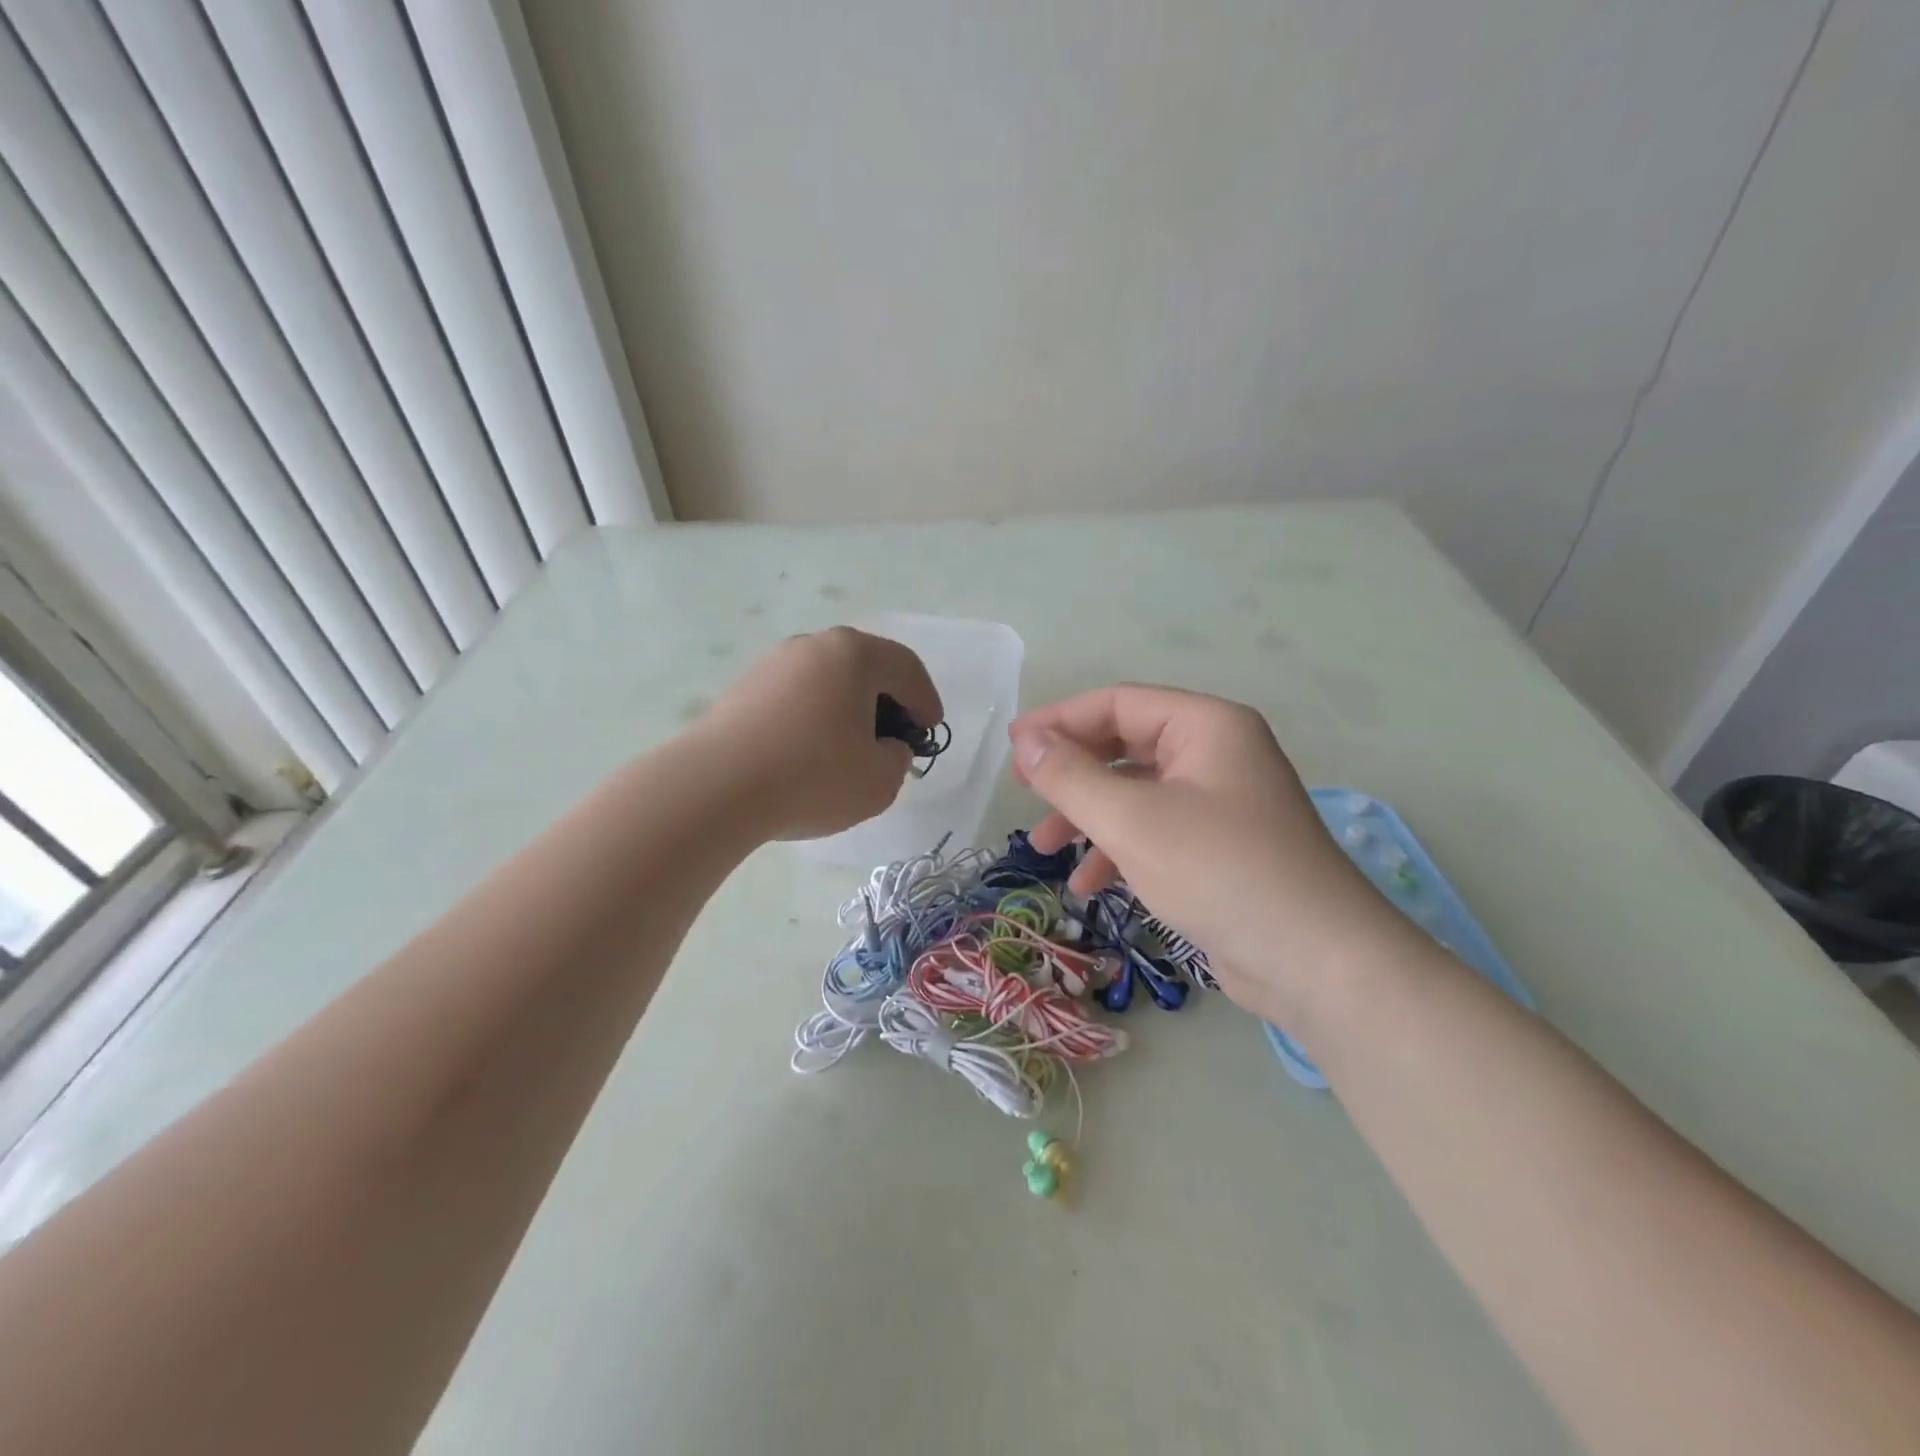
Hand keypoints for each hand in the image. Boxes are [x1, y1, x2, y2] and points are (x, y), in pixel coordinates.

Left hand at [699, 628, 942, 840]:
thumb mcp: (880, 779)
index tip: (929, 730)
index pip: (906, 668)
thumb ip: (897, 758)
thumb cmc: (812, 776)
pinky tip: (810, 753)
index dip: (926, 700)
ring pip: (827, 681)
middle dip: (887, 701)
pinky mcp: (743, 689)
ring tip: (851, 748)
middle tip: (895, 737)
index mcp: (854, 654)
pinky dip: (814, 718)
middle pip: (865, 667)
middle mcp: (813, 645)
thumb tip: (884, 746)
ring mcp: (772, 664)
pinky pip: (796, 697)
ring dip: (848, 709)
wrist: (715, 787)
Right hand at [1009, 685, 1413, 1026]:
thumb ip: (1070, 776)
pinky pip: (1155, 832)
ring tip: (1043, 849)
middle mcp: (1216, 754)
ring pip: (1136, 794)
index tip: (1013, 747)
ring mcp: (1221, 804)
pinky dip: (1118, 850)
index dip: (1059, 721)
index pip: (1118, 704)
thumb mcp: (1131, 820)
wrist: (1316, 962)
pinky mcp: (1220, 849)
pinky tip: (1089, 885)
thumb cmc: (1219, 871)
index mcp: (1206, 726)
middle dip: (1072, 773)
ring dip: (1087, 817)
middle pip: (1125, 747)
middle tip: (1024, 793)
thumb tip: (1026, 742)